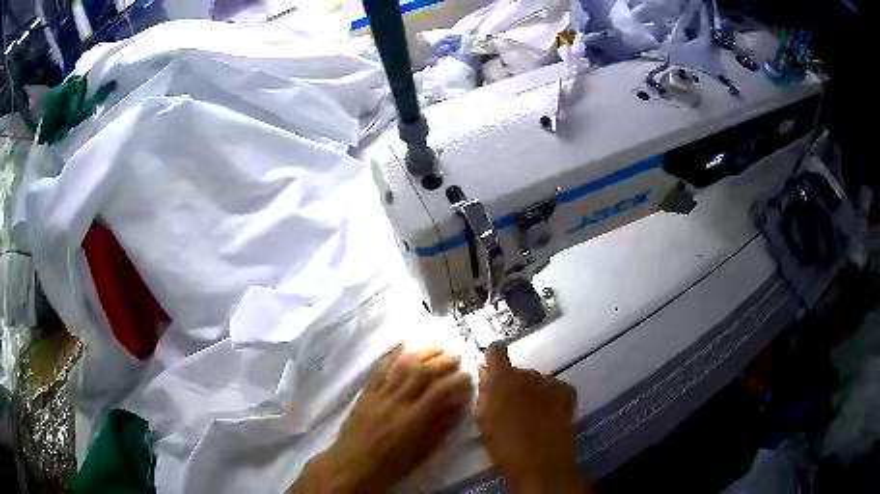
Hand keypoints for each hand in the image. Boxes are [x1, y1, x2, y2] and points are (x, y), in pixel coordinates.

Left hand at [292, 347, 472, 492]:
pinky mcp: (366, 393)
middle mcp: (396, 402)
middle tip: (457, 357)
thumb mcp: (422, 452)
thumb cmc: (391, 465)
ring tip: (438, 347)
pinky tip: (404, 347)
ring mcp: (378, 395)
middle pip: (422, 372)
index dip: (457, 380)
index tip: (468, 375)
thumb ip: (441, 427)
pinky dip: (393, 356)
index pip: (440, 391)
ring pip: (401, 366)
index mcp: (413, 420)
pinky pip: (379, 369)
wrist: (352, 466)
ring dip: (422, 353)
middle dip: (443, 361)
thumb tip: (459, 405)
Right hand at [477, 348, 589, 493]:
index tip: (491, 372)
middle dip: (513, 384)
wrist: (541, 463)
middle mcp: (527, 375)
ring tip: (531, 415)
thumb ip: (485, 394)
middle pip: (518, 371)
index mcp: (502, 380)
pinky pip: (556, 387)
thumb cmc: (505, 446)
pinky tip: (549, 412)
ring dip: (532, 391)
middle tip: (509, 408)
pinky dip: (552, 395)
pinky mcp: (566, 394)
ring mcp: (550, 383)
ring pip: (537, 380)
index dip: (494, 359)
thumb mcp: (485, 421)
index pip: (496, 353)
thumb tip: (486, 374)